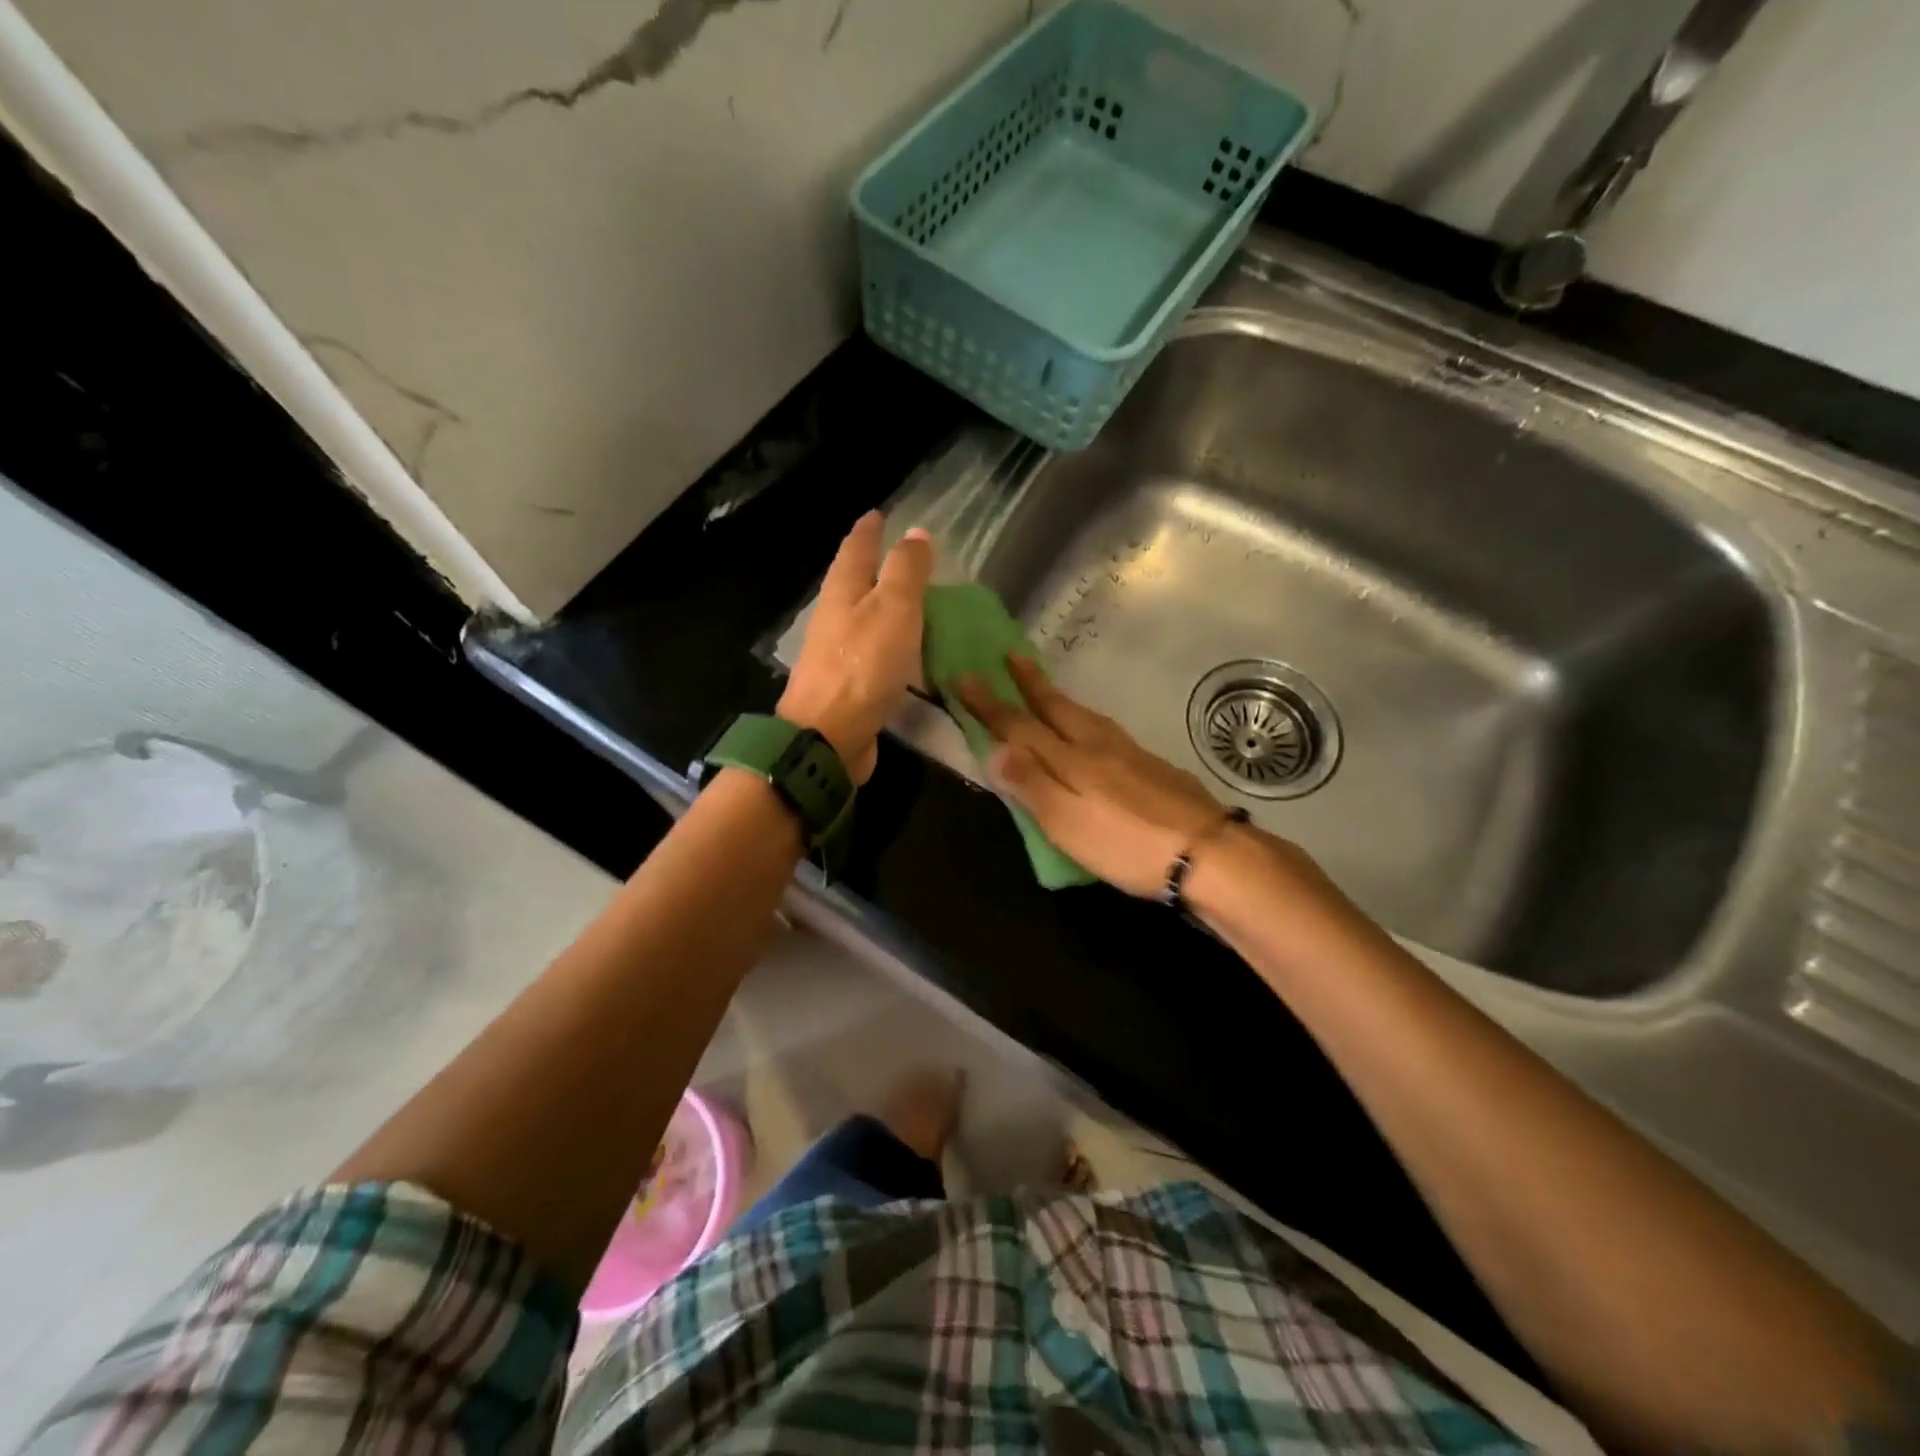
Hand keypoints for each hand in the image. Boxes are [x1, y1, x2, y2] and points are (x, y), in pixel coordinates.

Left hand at [779, 512, 932, 783]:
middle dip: (874, 566)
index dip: (869, 530)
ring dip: (883, 606)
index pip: (856, 549)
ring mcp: (837, 653)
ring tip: (912, 601)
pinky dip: (891, 643)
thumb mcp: (894, 608)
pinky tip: (907, 651)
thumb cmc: (863, 665)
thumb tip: (916, 532)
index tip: (878, 514)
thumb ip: (906, 570)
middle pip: (854, 582)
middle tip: (903, 556)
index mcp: (842, 591)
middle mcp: (834, 618)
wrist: (829, 735)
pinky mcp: (848, 685)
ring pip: (863, 618)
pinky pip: (873, 653)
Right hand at [957, 656, 1233, 896]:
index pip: (1020, 725)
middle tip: (1009, 654)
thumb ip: (1031, 784)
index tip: (963, 675)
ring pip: (1083, 714)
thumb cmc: (1127, 844)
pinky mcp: (1151, 766)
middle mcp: (1097, 745)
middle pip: (1056, 707)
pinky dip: (1084, 718)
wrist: (1208, 851)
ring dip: (1056, 696)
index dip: (989, 704)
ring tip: (1042, 686)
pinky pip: (1104, 728)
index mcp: (1071, 758)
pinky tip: (1091, 729)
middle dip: (1028, 682)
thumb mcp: (1068, 823)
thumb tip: (993, 747)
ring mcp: (1129, 752)